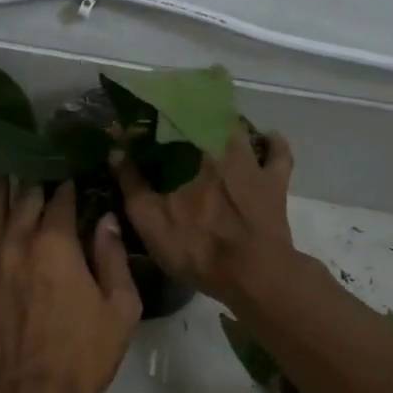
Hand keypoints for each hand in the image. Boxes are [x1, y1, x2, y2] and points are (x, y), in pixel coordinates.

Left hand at [0, 179, 141, 392]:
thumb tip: (105, 219)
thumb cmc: (83, 353)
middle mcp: (16, 241)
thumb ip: (113, 257)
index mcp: (56, 242)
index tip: (73, 173)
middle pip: (22, 197)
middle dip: (33, 180)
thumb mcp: (120, 307)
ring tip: (5, 176)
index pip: (60, 197)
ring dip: (0, 192)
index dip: (68, 182)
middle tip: (39, 167)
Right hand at [116, 128, 297, 304]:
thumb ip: (131, 184)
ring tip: (208, 133)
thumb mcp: (148, 221)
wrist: (252, 271)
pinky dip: (270, 141)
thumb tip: (116, 151)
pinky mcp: (274, 180)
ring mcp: (249, 161)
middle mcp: (216, 146)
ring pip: (234, 128)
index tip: (128, 138)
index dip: (140, 131)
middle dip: (179, 122)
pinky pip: (276, 151)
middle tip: (167, 135)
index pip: (156, 128)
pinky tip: (264, 138)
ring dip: (220, 125)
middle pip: (196, 120)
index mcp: (183, 154)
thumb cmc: (194, 247)